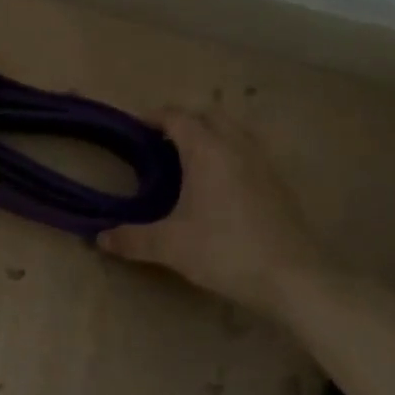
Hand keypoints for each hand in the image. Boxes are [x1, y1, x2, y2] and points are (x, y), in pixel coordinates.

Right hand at [98, 108, 335, 312]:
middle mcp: (237, 147)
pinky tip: (219, 186)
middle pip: (210, 115)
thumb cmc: (226, 252)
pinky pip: (249, 152)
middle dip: (185, 121)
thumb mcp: (170, 246)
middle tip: (161, 142)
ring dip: (211, 135)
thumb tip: (100, 238)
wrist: (294, 279)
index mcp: (208, 151)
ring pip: (234, 131)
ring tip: (189, 161)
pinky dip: (229, 155)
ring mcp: (263, 164)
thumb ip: (132, 238)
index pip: (178, 117)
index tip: (135, 126)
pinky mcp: (279, 184)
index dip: (154, 117)